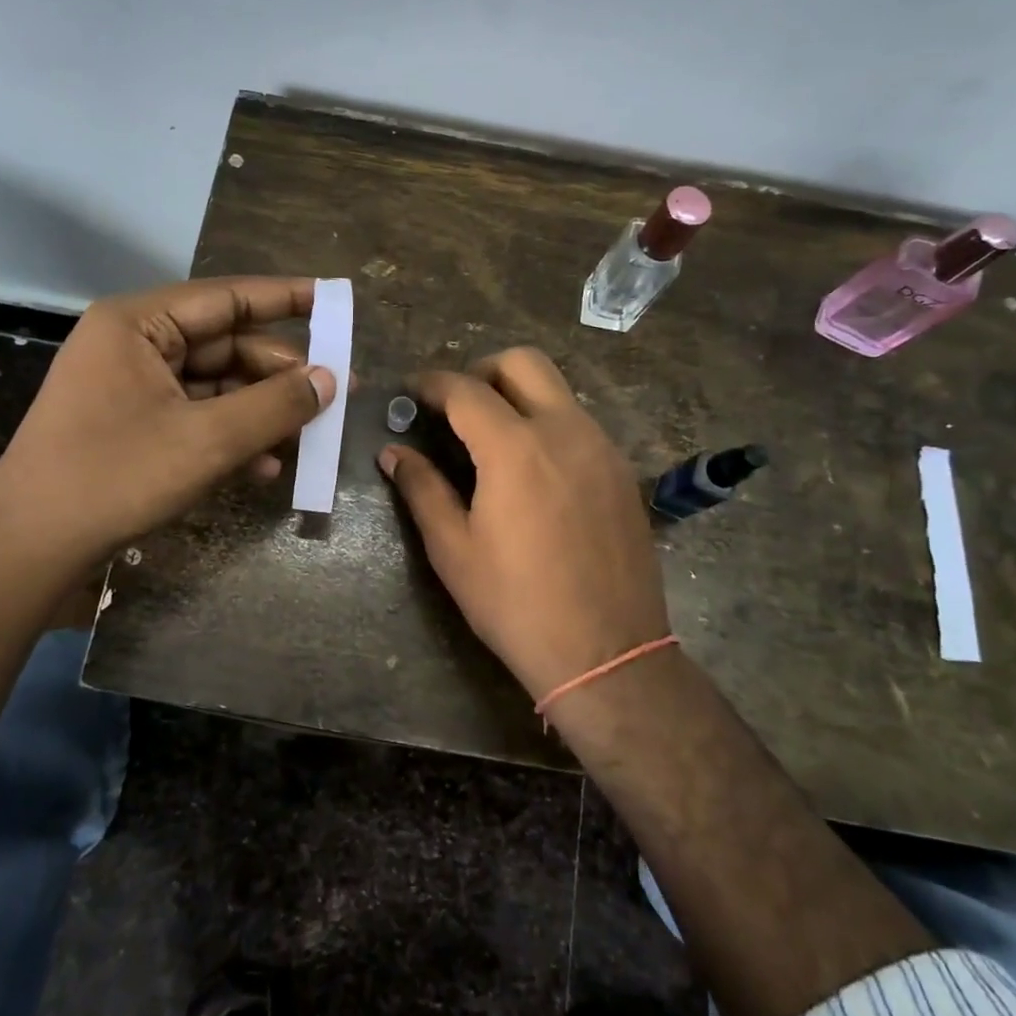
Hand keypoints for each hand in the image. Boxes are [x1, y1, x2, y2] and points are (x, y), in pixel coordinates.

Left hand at [0, 277, 335, 562]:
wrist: (30, 547)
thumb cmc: (116, 477)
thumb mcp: (207, 440)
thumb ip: (275, 405)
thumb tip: (330, 379)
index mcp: (139, 323)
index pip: (227, 297)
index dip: (286, 299)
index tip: (334, 302)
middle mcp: (133, 344)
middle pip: (224, 345)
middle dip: (279, 374)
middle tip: (335, 393)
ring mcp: (129, 386)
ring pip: (213, 386)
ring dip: (260, 412)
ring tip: (308, 437)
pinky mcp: (130, 424)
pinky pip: (194, 416)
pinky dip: (230, 436)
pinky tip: (266, 467)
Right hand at [377, 348, 668, 704]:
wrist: (607, 653)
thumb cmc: (516, 603)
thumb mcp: (453, 549)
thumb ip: (422, 489)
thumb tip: (393, 452)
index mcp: (515, 447)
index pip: (466, 389)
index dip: (432, 383)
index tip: (412, 392)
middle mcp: (565, 431)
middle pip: (523, 363)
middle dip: (482, 371)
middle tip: (456, 407)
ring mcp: (602, 448)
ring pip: (557, 390)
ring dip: (518, 396)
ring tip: (491, 440)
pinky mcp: (622, 472)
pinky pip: (580, 424)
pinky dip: (548, 424)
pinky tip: (533, 470)